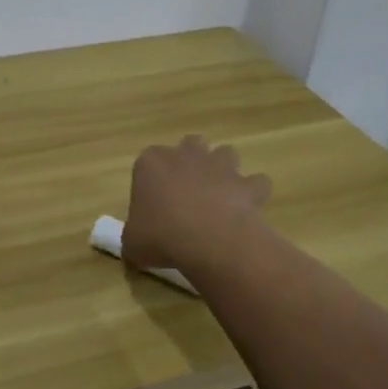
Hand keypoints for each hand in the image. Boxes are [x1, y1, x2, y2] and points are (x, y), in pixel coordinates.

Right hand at [122, 136, 270, 276]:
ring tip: (219, 195)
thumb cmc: (160, 235)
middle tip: (188, 191)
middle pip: (189, 144)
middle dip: (191, 161)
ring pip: (225, 153)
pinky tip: (247, 209)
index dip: (152, 182)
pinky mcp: (245, 183)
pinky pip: (255, 182)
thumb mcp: (132, 242)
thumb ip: (133, 236)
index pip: (147, 162)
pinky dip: (253, 192)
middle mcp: (185, 155)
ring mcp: (219, 165)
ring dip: (223, 169)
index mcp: (151, 162)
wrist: (207, 240)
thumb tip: (137, 244)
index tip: (154, 205)